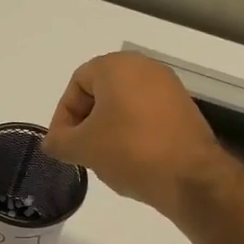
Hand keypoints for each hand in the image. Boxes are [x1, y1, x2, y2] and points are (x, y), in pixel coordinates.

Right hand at [42, 52, 225, 214]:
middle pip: (101, 93)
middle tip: (81, 150)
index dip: (63, 115)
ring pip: (123, 106)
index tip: (63, 144)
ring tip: (104, 158)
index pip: (76, 84)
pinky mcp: (184, 109)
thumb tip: (53, 142)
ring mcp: (169, 88)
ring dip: (107, 129)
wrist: (190, 176)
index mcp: (118, 66)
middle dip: (85, 122)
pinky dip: (131, 133)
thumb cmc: (129, 151)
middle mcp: (145, 68)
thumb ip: (58, 141)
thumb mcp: (82, 148)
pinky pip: (145, 116)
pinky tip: (130, 159)